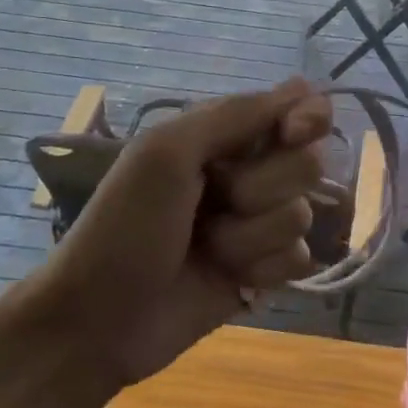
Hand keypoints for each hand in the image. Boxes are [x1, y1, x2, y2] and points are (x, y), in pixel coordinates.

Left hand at [28, 78, 333, 391]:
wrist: (99, 320)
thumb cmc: (125, 225)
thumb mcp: (167, 153)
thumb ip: (235, 116)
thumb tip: (303, 86)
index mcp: (224, 134)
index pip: (298, 108)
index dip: (307, 119)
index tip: (293, 133)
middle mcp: (249, 171)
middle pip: (308, 162)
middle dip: (263, 187)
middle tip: (216, 199)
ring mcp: (258, 223)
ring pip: (302, 214)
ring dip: (253, 235)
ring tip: (209, 247)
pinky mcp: (264, 270)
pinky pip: (299, 258)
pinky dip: (265, 268)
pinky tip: (232, 278)